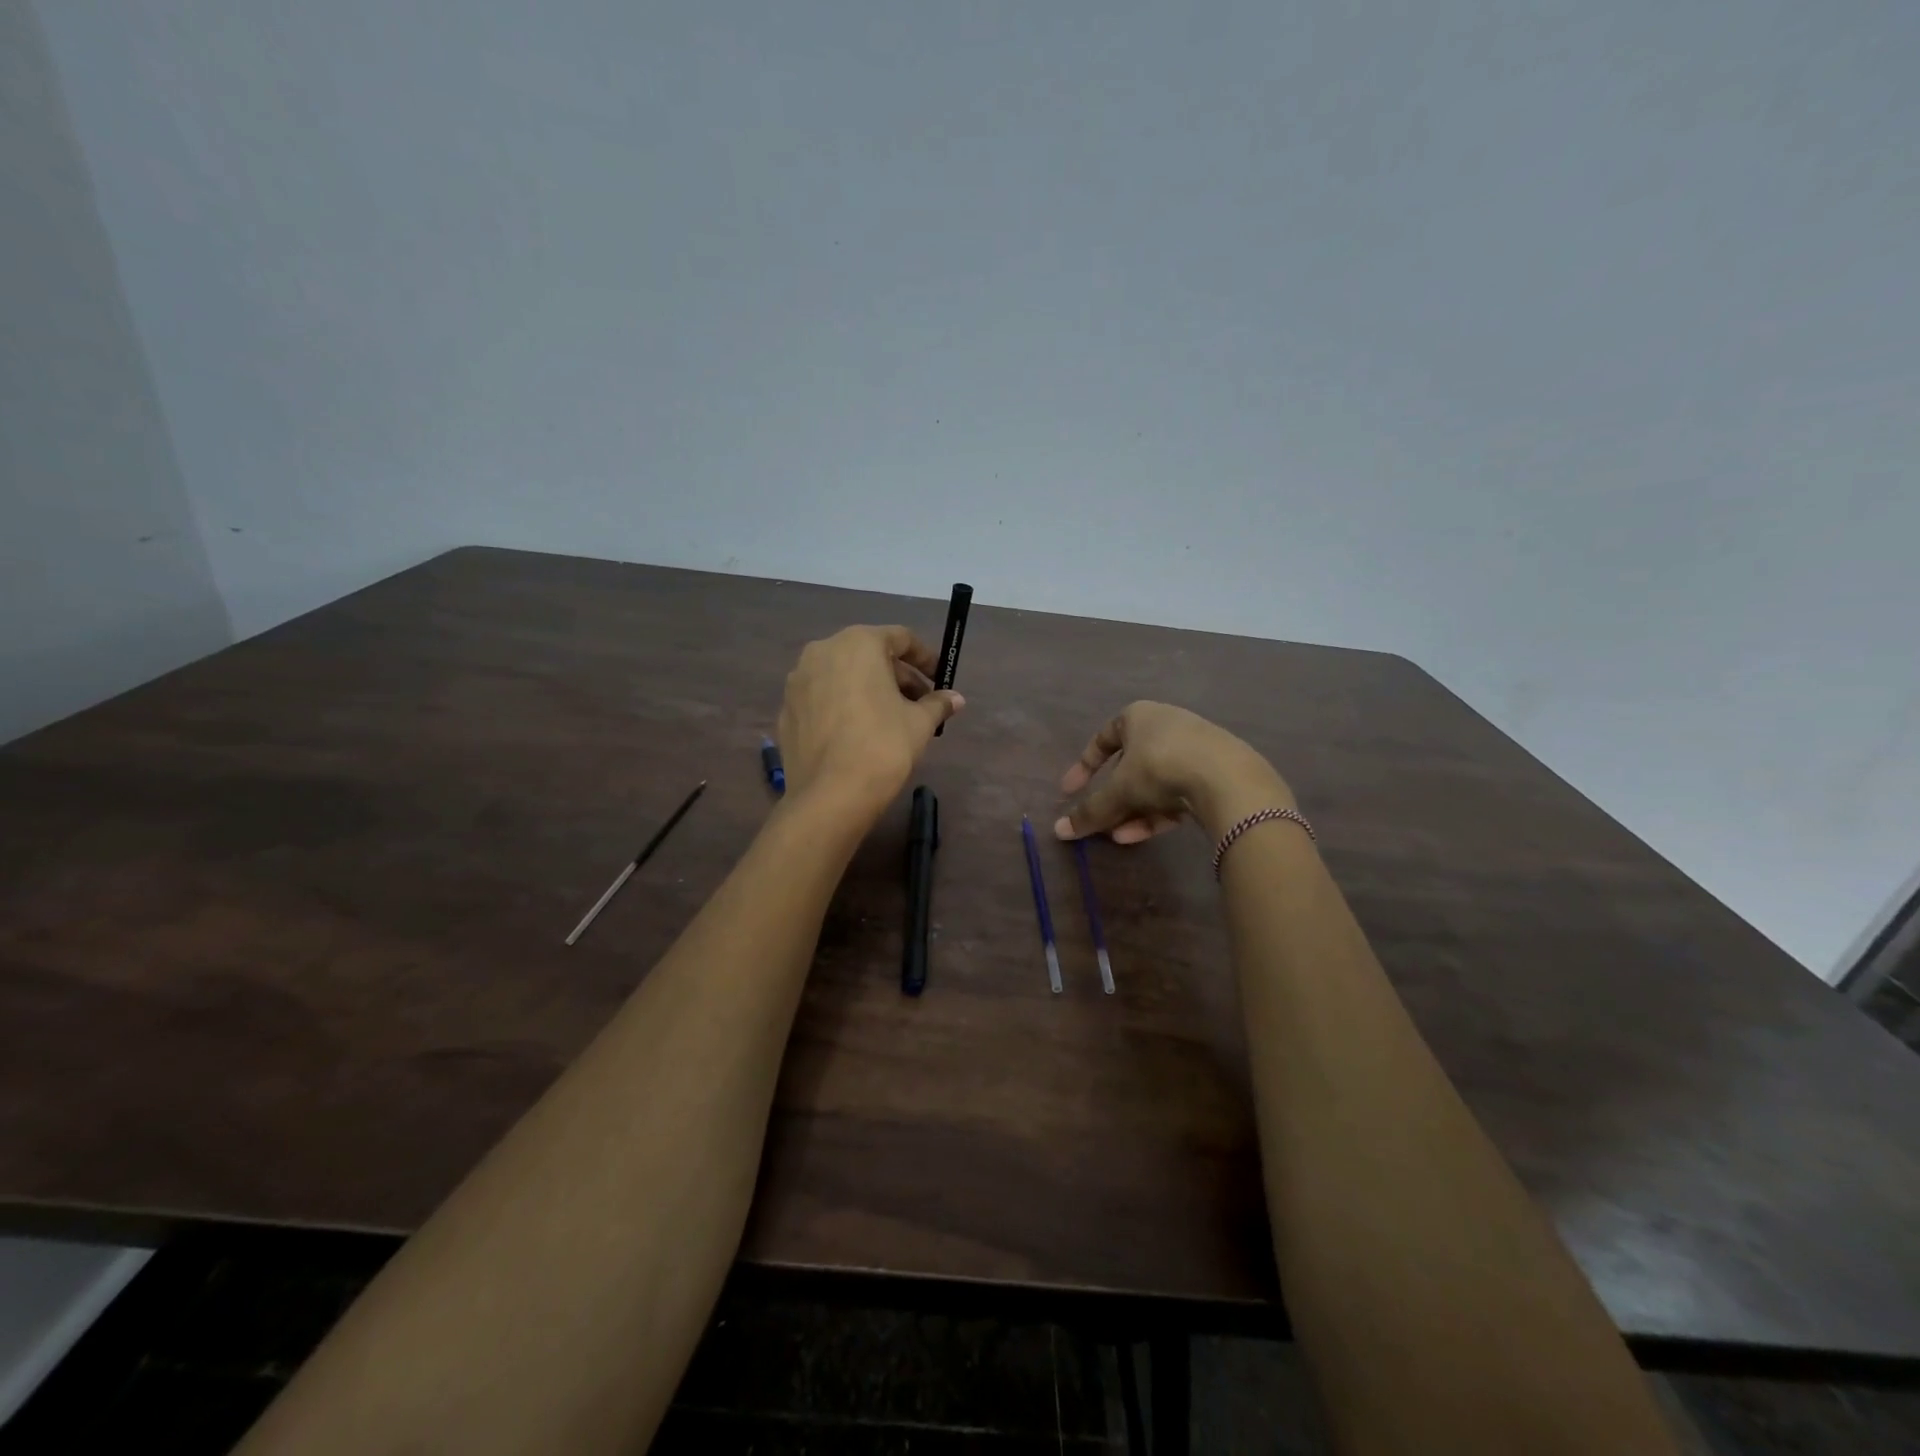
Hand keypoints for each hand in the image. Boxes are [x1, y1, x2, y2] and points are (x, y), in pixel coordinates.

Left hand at [777, 625, 963, 820]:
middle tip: (921, 705)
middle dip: (898, 677)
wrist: (831, 795)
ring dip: (870, 690)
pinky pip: (823, 699)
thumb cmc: (883, 745)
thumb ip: (937, 703)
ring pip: (843, 676)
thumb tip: (955, 699)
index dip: (926, 658)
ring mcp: (798, 681)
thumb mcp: (920, 723)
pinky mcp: (787, 710)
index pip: (900, 638)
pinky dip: (844, 707)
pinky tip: (858, 733)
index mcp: (858, 643)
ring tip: (891, 720)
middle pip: (870, 655)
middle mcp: (822, 651)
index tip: (941, 680)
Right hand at [1053, 702, 1291, 843]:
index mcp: (1138, 716)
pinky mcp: (1215, 773)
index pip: (1103, 738)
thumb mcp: (1118, 790)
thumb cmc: (1160, 768)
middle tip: (1100, 819)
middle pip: (1130, 765)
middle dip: (1113, 797)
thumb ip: (1090, 811)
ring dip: (1133, 810)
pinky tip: (1144, 835)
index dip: (1083, 767)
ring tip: (1119, 836)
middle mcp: (1166, 725)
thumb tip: (1059, 832)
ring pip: (1154, 783)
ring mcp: (1194, 748)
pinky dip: (1157, 813)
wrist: (1227, 778)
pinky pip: (1177, 793)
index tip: (1069, 792)